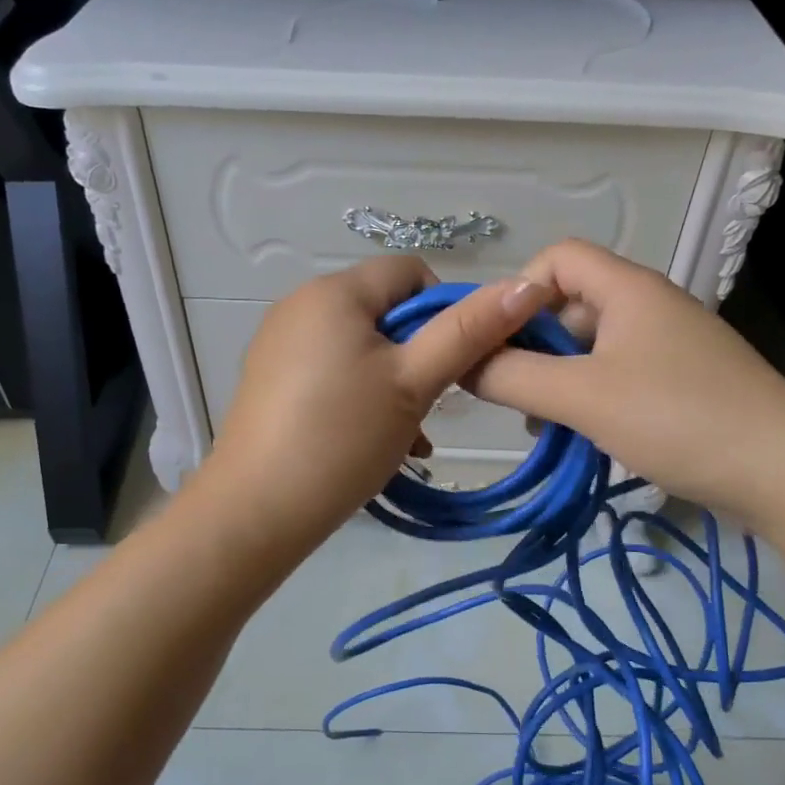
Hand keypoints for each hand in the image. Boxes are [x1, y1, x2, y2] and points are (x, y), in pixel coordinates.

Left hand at [204, 256, 545, 542]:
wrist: (256, 511)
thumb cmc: (342, 438)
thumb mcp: (414, 383)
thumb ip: (469, 331)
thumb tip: (528, 284)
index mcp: (334, 291)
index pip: (411, 272)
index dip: (446, 311)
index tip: (454, 365)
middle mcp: (300, 304)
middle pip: (385, 312)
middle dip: (419, 356)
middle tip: (429, 409)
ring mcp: (280, 343)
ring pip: (361, 347)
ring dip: (394, 384)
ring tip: (407, 437)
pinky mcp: (270, 379)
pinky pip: (331, 371)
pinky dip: (359, 396)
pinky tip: (372, 442)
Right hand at [470, 240, 784, 521]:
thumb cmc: (677, 418)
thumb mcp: (582, 396)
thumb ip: (513, 376)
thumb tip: (461, 364)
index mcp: (627, 289)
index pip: (557, 258)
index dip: (518, 291)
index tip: (496, 342)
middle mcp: (648, 306)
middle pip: (571, 304)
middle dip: (532, 344)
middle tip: (509, 393)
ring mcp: (669, 346)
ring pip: (592, 347)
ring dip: (557, 377)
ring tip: (540, 423)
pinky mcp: (682, 383)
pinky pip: (618, 375)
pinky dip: (589, 397)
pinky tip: (580, 436)